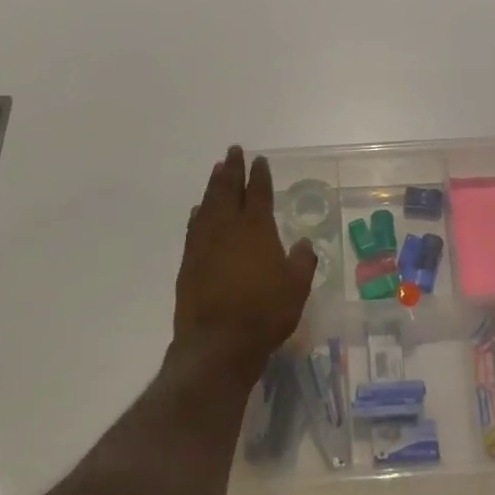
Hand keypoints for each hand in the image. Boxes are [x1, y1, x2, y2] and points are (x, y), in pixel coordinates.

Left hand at [175, 146, 317, 371]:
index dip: (259, 175)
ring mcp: (204, 243)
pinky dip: (198, 214)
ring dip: (213, 185)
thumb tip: (305, 244)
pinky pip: (194, 227)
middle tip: (233, 151)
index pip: (258, 192)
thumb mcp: (297, 288)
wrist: (217, 343)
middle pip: (228, 189)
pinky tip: (198, 210)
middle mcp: (227, 228)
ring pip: (208, 204)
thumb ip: (302, 262)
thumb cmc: (264, 313)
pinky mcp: (189, 261)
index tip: (259, 160)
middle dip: (232, 169)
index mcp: (256, 228)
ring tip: (216, 170)